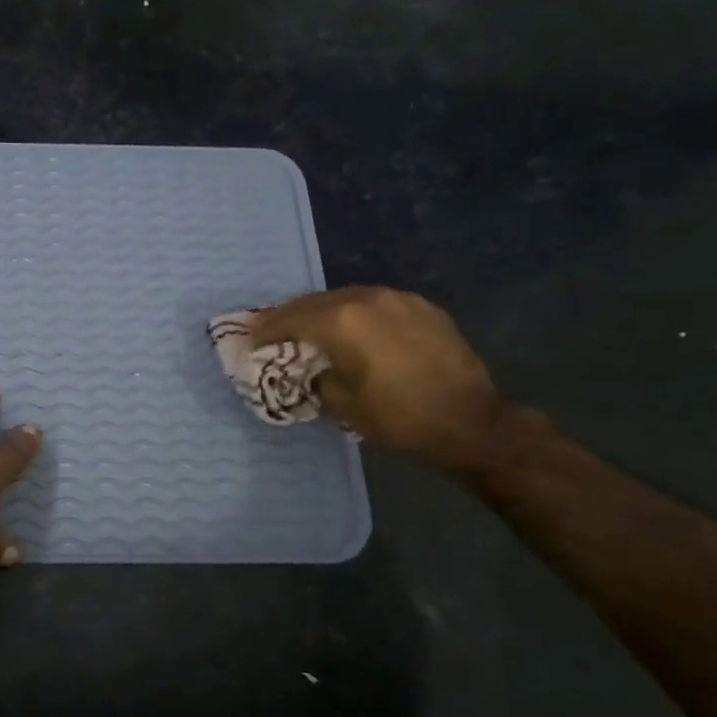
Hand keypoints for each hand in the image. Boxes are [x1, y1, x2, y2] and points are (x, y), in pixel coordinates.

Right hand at [250, 286, 519, 470]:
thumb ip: (314, 376)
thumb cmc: (397, 416)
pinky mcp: (420, 306)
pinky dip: (353, 312)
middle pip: (313, 302)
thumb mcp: (340, 402)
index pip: (289, 319)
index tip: (247, 338)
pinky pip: (374, 302)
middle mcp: (365, 299)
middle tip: (268, 328)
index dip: (264, 330)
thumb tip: (307, 367)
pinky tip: (352, 327)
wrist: (468, 419)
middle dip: (288, 315)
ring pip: (344, 297)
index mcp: (341, 322)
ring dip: (321, 311)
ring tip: (307, 326)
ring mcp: (396, 298)